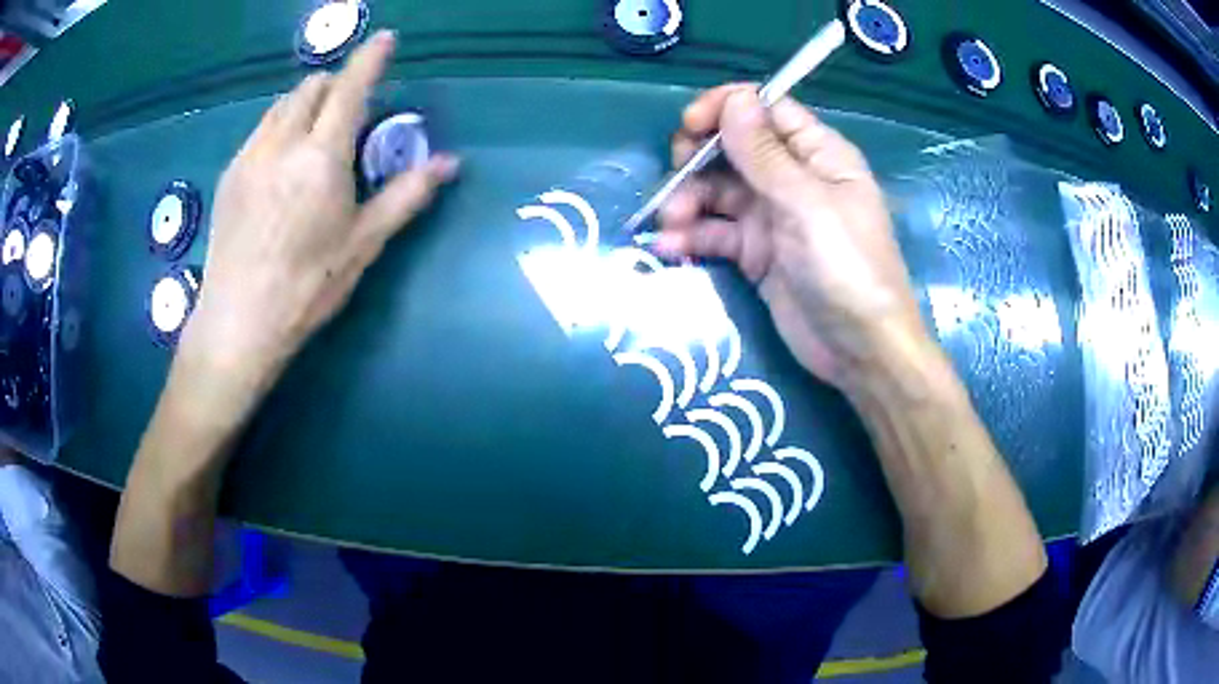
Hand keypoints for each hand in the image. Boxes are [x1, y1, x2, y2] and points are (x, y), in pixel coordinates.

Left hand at [183, 31, 457, 392]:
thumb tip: (449, 163)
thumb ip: (405, 196)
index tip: (385, 39)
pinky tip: (282, 159)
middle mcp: (282, 143)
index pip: (350, 89)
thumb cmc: (306, 287)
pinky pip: (259, 130)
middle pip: (310, 88)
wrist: (237, 322)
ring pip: (280, 105)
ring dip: (305, 102)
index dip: (371, 59)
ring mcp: (249, 157)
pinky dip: (279, 125)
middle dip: (334, 83)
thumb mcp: (362, 244)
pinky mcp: (229, 175)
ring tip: (315, 127)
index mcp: (321, 157)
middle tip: (349, 104)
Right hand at [656, 85, 926, 389]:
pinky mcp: (756, 253)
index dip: (725, 109)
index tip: (688, 125)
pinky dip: (692, 236)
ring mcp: (772, 216)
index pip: (766, 111)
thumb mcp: (807, 204)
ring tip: (671, 223)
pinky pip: (716, 232)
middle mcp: (793, 178)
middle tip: (675, 175)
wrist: (859, 351)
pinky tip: (671, 247)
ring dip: (688, 201)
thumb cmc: (847, 267)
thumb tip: (733, 98)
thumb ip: (764, 153)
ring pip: (718, 191)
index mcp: (817, 154)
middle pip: (734, 148)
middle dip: (698, 158)